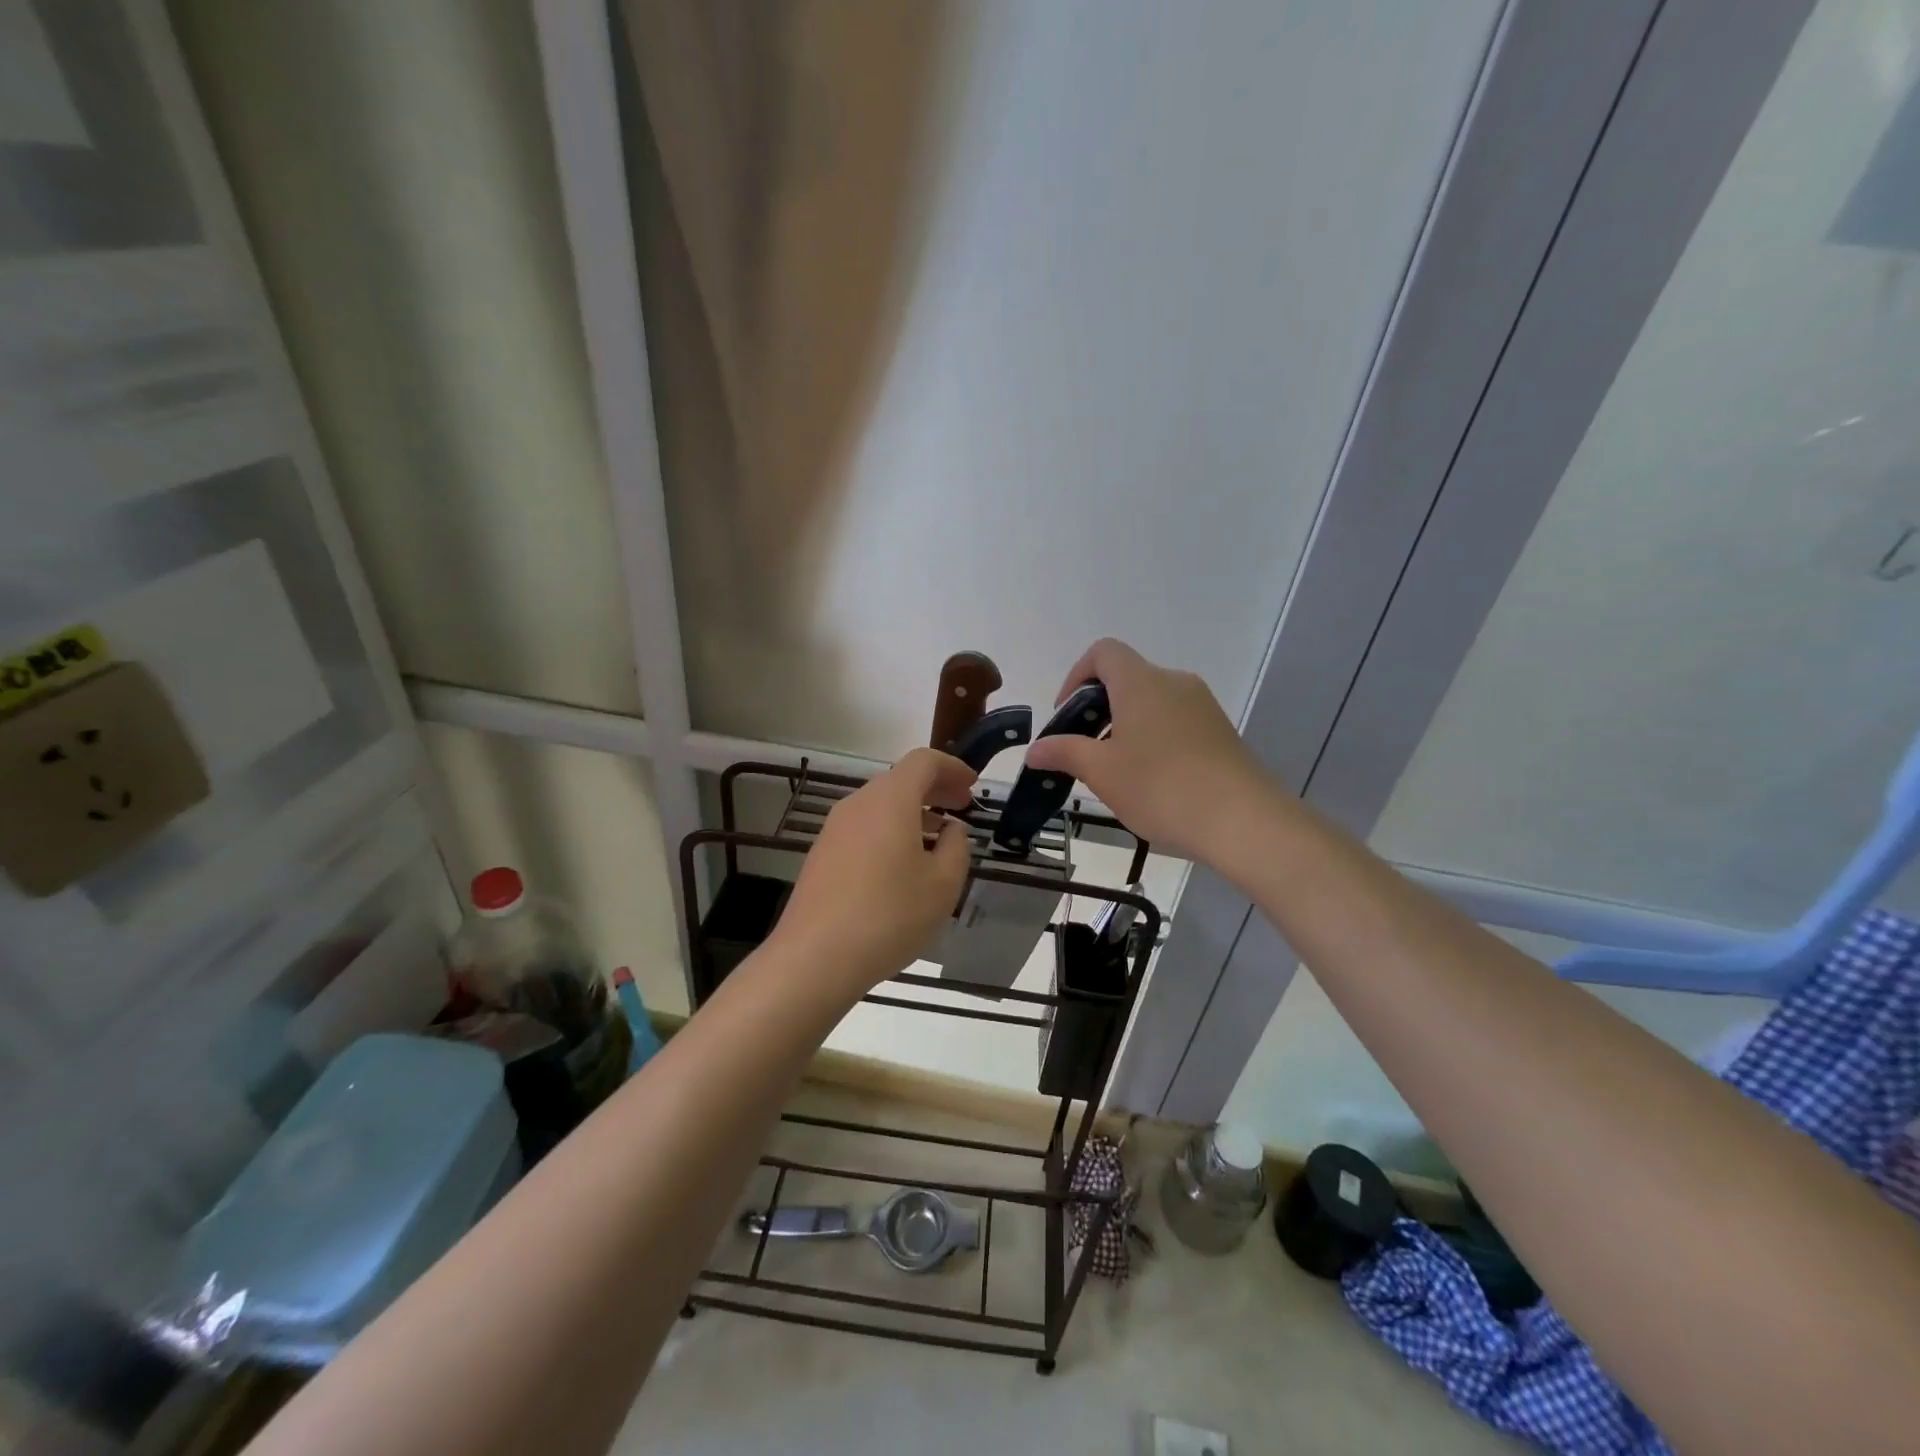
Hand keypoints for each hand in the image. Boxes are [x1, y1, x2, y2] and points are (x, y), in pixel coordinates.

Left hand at [772, 748, 976, 992]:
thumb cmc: (889, 916)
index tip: (972, 786)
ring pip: (881, 806)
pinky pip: (864, 828)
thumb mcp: (943, 885)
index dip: (952, 768)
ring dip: (913, 813)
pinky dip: (890, 831)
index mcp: (890, 799)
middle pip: (900, 780)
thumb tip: (952, 830)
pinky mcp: (822, 854)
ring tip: (938, 841)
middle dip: (935, 789)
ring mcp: (835, 829)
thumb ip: (957, 848)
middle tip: (961, 808)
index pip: (924, 761)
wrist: (815, 958)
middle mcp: (858, 803)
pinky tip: (903, 866)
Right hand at [1025, 638, 1280, 859]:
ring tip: (1116, 771)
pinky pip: (1175, 720)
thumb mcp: (1102, 772)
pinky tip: (1152, 779)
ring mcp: (1202, 705)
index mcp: (1141, 682)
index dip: (1076, 676)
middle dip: (1098, 708)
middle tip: (1084, 750)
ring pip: (1152, 701)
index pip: (1103, 652)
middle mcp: (1174, 682)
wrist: (1243, 820)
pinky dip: (1153, 737)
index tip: (1067, 715)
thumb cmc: (1161, 788)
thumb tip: (1035, 749)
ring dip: (1125, 725)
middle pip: (1127, 678)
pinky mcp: (1220, 730)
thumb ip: (1065, 753)